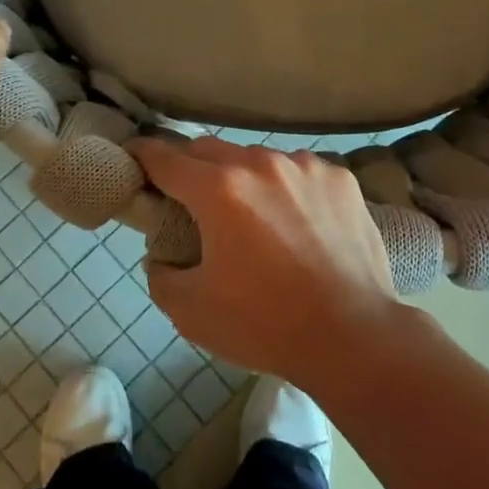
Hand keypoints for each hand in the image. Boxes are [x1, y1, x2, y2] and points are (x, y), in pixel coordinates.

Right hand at [129, 137, 400, 385]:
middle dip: (191, 167)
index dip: (143, 155)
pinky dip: (287, 188)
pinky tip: (298, 223)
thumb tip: (163, 255)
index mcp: (219, 190)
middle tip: (190, 198)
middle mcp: (260, 164)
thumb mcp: (191, 312)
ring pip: (257, 158)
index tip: (133, 156)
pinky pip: (299, 172)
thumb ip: (160, 275)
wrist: (355, 338)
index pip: (165, 158)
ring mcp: (305, 167)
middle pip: (209, 150)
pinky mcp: (340, 179)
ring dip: (243, 178)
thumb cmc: (266, 325)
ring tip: (253, 217)